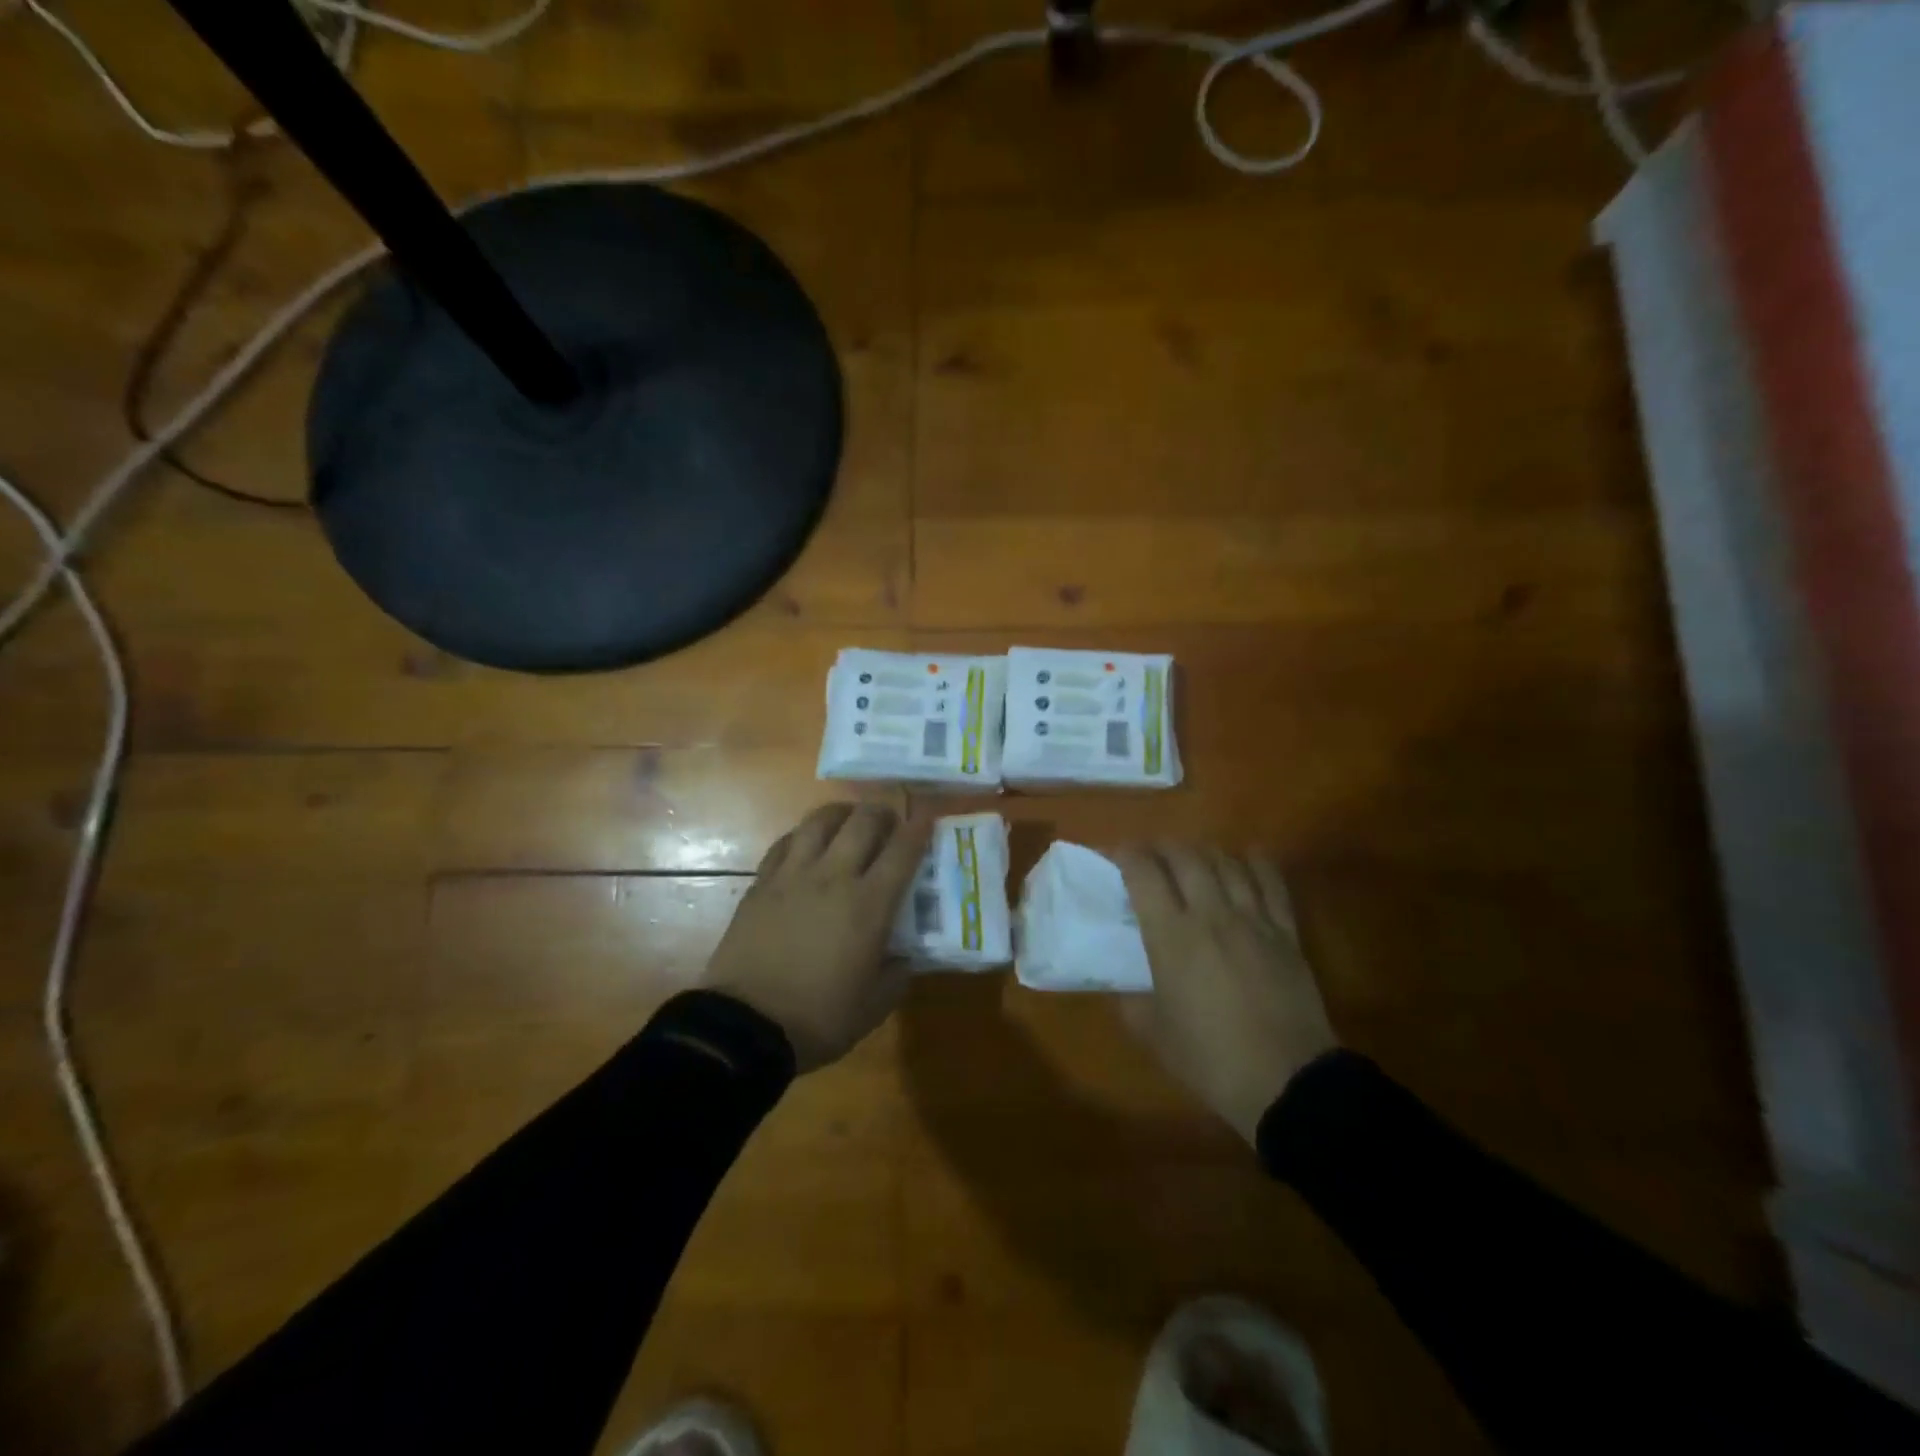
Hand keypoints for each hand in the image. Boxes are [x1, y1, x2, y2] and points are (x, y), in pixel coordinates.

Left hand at [704, 803, 927, 1070]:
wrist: (745, 1028)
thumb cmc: (818, 1018)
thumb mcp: (874, 1006)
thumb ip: (898, 973)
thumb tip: (905, 954)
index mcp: (868, 905)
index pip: (903, 851)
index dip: (920, 827)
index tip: (929, 814)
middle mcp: (833, 877)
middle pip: (862, 821)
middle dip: (882, 812)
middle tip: (889, 822)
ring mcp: (792, 876)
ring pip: (819, 821)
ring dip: (841, 814)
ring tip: (848, 822)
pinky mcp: (760, 884)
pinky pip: (785, 842)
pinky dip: (804, 835)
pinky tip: (807, 845)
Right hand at [1115, 845, 1336, 1144]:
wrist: (1286, 1082)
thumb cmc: (1210, 1059)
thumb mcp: (1152, 1032)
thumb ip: (1132, 998)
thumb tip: (1126, 981)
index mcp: (1172, 936)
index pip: (1144, 873)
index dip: (1126, 854)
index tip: (1116, 854)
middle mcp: (1211, 914)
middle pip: (1185, 856)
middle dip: (1162, 846)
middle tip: (1150, 855)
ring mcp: (1253, 920)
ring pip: (1226, 862)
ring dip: (1204, 851)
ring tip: (1192, 857)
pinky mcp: (1286, 932)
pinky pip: (1271, 882)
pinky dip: (1256, 862)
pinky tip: (1246, 857)